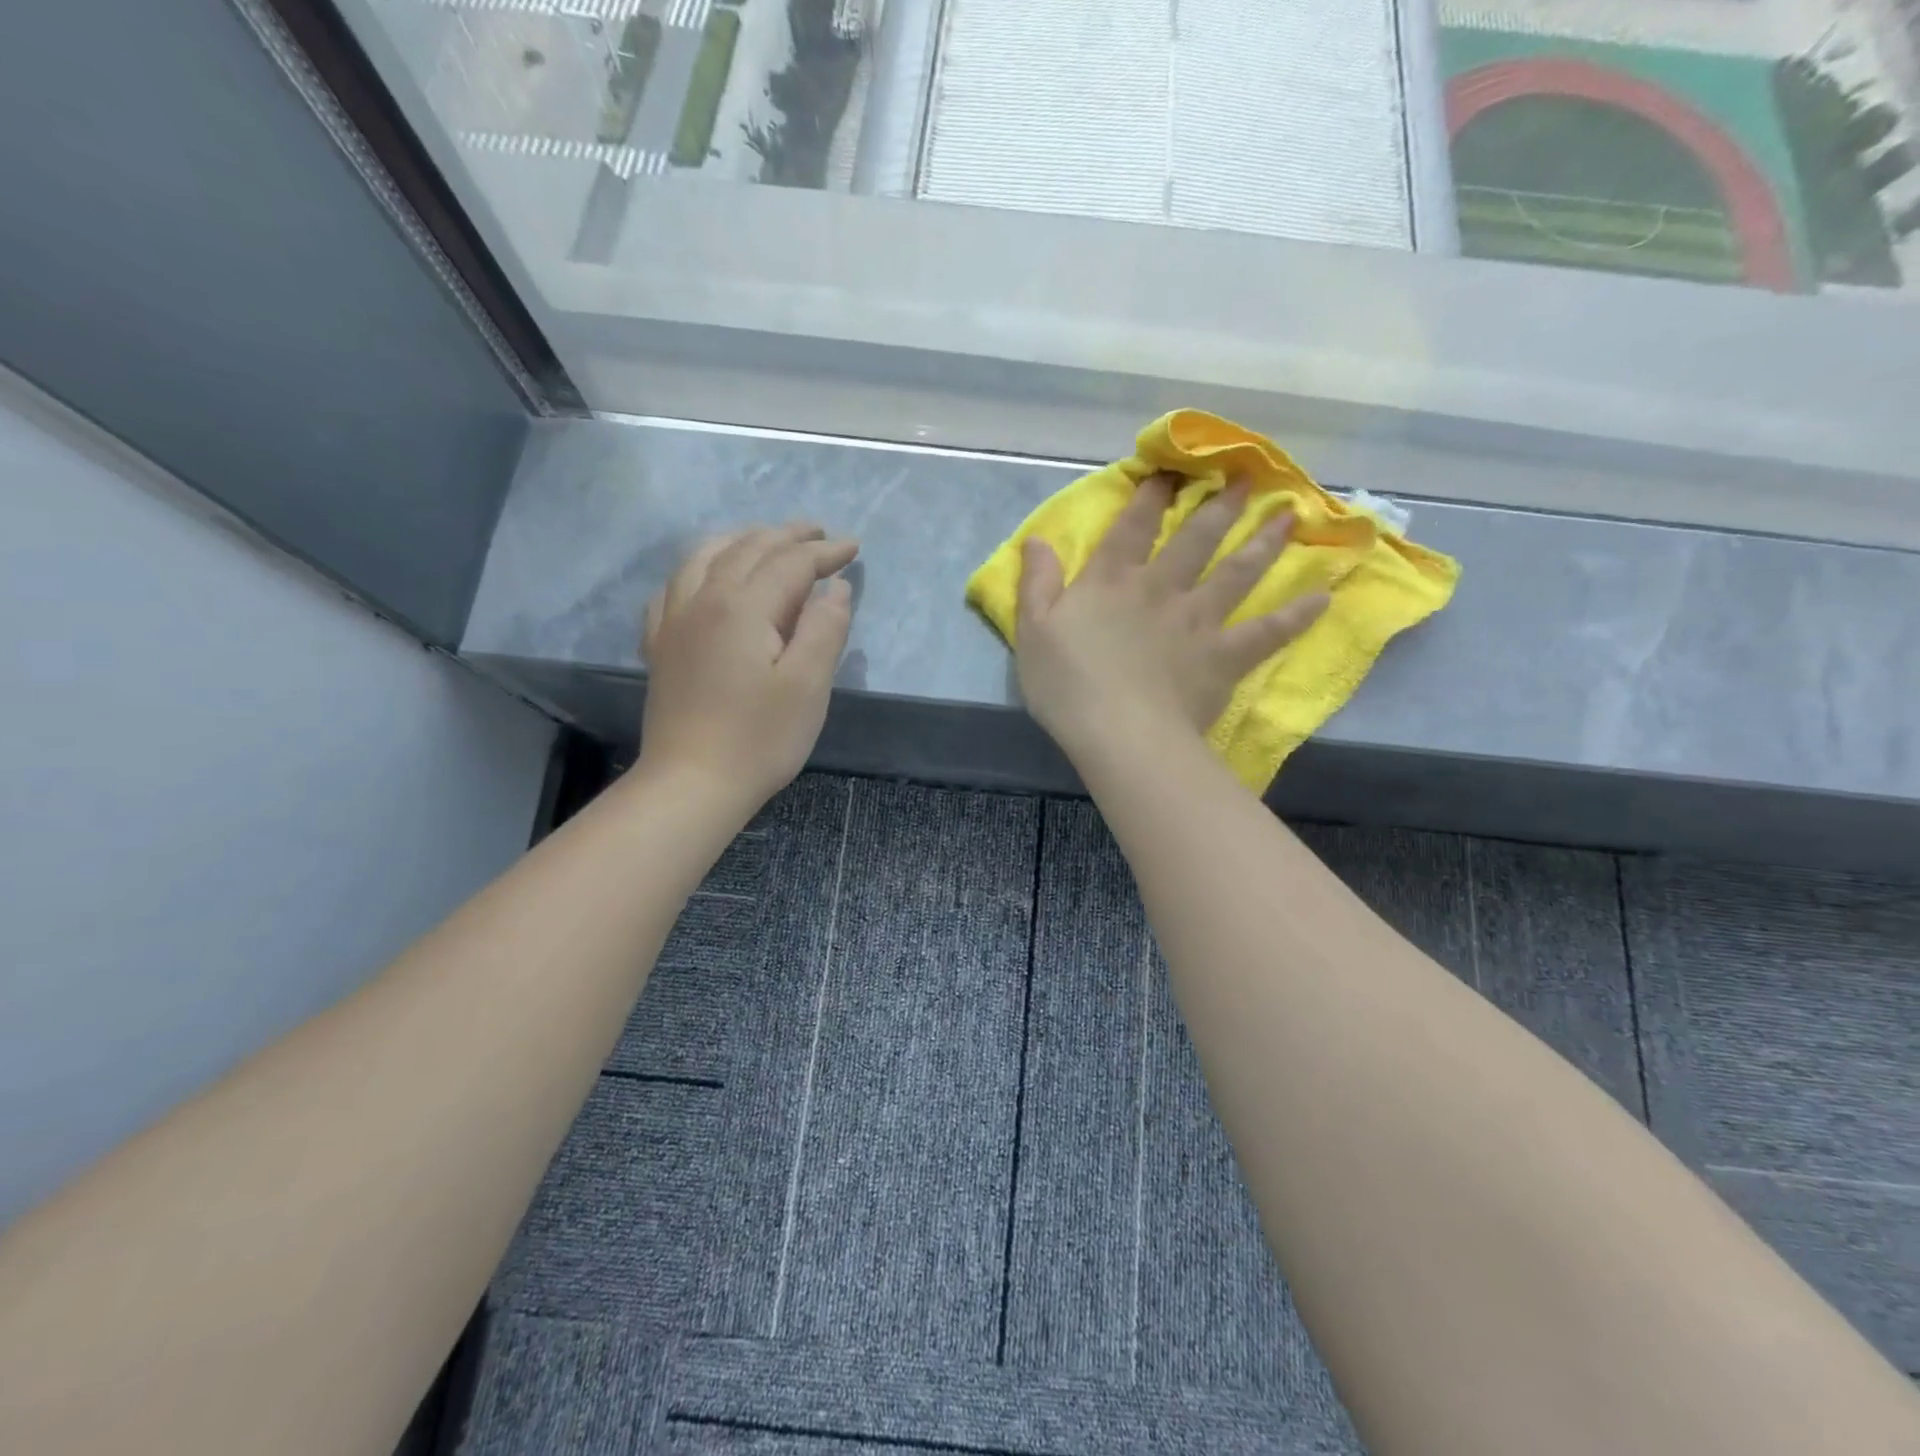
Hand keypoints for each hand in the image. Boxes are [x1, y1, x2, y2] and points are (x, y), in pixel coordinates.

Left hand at [638, 523, 857, 809]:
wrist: (691, 784)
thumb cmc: (759, 738)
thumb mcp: (808, 685)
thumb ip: (825, 628)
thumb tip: (834, 588)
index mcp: (743, 607)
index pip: (790, 563)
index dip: (824, 552)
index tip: (853, 548)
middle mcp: (703, 599)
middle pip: (747, 550)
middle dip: (787, 536)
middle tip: (820, 534)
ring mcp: (674, 620)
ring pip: (705, 557)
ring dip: (742, 540)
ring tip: (766, 539)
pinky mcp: (661, 644)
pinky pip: (675, 585)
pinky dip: (700, 567)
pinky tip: (706, 576)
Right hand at [1015, 472, 1326, 762]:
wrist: (1120, 734)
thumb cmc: (1068, 685)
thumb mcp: (1032, 632)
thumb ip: (1036, 584)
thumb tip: (1036, 540)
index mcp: (1112, 581)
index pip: (1133, 526)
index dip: (1151, 494)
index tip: (1172, 470)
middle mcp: (1160, 589)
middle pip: (1196, 538)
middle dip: (1219, 504)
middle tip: (1245, 476)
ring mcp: (1198, 621)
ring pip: (1237, 573)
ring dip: (1263, 542)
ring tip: (1288, 515)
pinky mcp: (1224, 657)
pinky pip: (1267, 632)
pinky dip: (1296, 616)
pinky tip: (1323, 598)